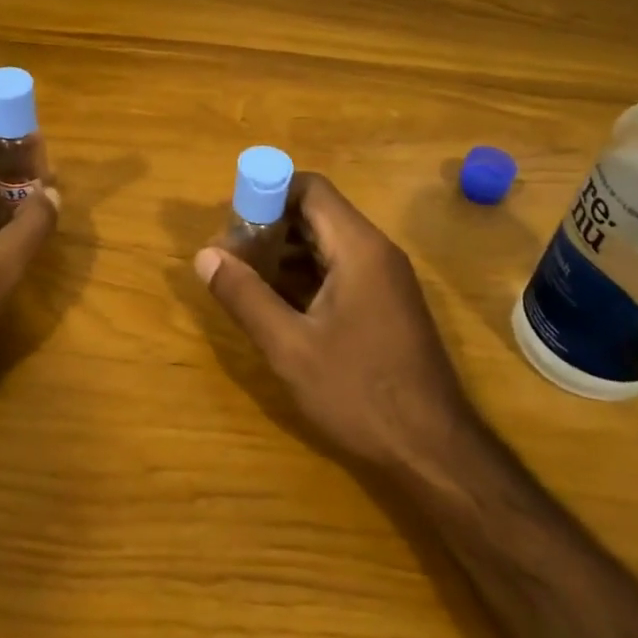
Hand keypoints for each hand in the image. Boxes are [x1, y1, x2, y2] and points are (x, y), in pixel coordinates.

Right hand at [194, 173, 471, 470]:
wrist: (433, 450)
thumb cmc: (359, 392)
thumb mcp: (290, 347)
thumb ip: (245, 296)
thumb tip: (205, 255)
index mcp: (358, 248)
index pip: (310, 188)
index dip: (266, 193)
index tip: (230, 223)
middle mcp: (376, 252)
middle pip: (316, 214)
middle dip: (268, 227)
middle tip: (229, 257)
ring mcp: (385, 279)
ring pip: (326, 244)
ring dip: (283, 253)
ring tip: (243, 280)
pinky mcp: (385, 304)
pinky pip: (339, 270)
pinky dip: (304, 276)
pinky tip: (276, 304)